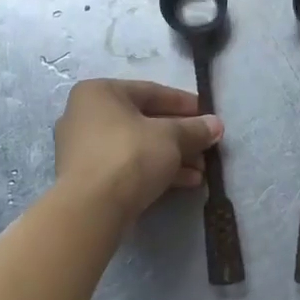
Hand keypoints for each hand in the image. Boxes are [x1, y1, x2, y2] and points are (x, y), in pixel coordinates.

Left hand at [55, 79, 223, 219]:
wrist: (92, 208)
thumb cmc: (129, 155)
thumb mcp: (170, 137)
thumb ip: (194, 129)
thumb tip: (215, 125)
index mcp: (99, 93)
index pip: (150, 91)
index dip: (183, 103)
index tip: (207, 114)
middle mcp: (85, 116)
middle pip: (144, 121)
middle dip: (180, 135)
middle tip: (207, 145)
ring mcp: (84, 149)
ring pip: (137, 146)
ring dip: (172, 156)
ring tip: (202, 169)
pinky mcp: (88, 179)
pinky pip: (127, 167)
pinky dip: (155, 170)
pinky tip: (187, 182)